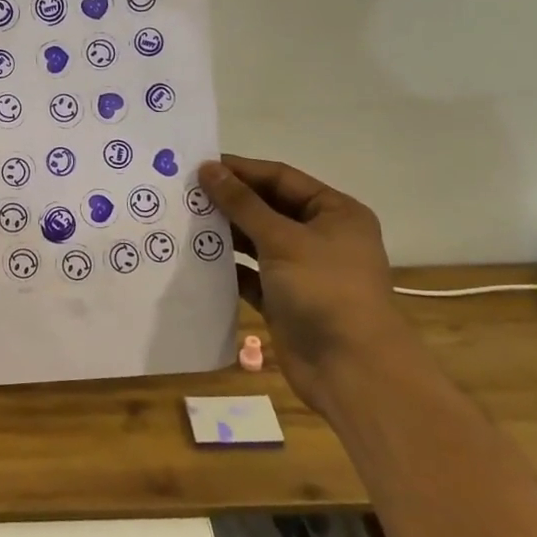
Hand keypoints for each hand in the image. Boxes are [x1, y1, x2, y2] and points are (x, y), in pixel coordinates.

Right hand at [198, 155, 402, 396]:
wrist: (352, 371)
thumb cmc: (324, 290)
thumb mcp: (282, 239)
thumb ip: (242, 204)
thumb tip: (208, 168)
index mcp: (335, 212)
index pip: (281, 178)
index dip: (241, 170)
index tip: (199, 165)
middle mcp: (321, 236)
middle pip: (268, 208)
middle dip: (230, 201)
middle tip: (184, 192)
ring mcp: (303, 270)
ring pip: (257, 240)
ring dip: (225, 232)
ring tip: (184, 220)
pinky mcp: (285, 299)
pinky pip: (250, 273)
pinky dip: (228, 266)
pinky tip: (196, 258)